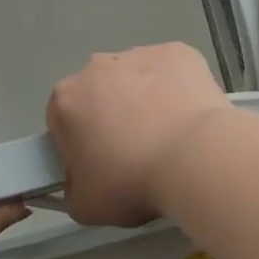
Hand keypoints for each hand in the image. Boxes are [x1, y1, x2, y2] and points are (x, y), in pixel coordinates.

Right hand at [46, 43, 232, 226]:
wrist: (195, 157)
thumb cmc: (132, 181)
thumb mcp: (84, 205)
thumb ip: (72, 188)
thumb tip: (81, 180)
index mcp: (66, 99)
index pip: (63, 123)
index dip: (80, 146)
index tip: (102, 167)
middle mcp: (97, 66)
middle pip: (100, 94)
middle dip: (112, 117)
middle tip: (137, 152)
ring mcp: (141, 54)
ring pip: (137, 79)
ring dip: (146, 100)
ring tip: (170, 136)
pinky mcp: (179, 52)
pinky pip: (172, 72)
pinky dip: (177, 88)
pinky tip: (190, 117)